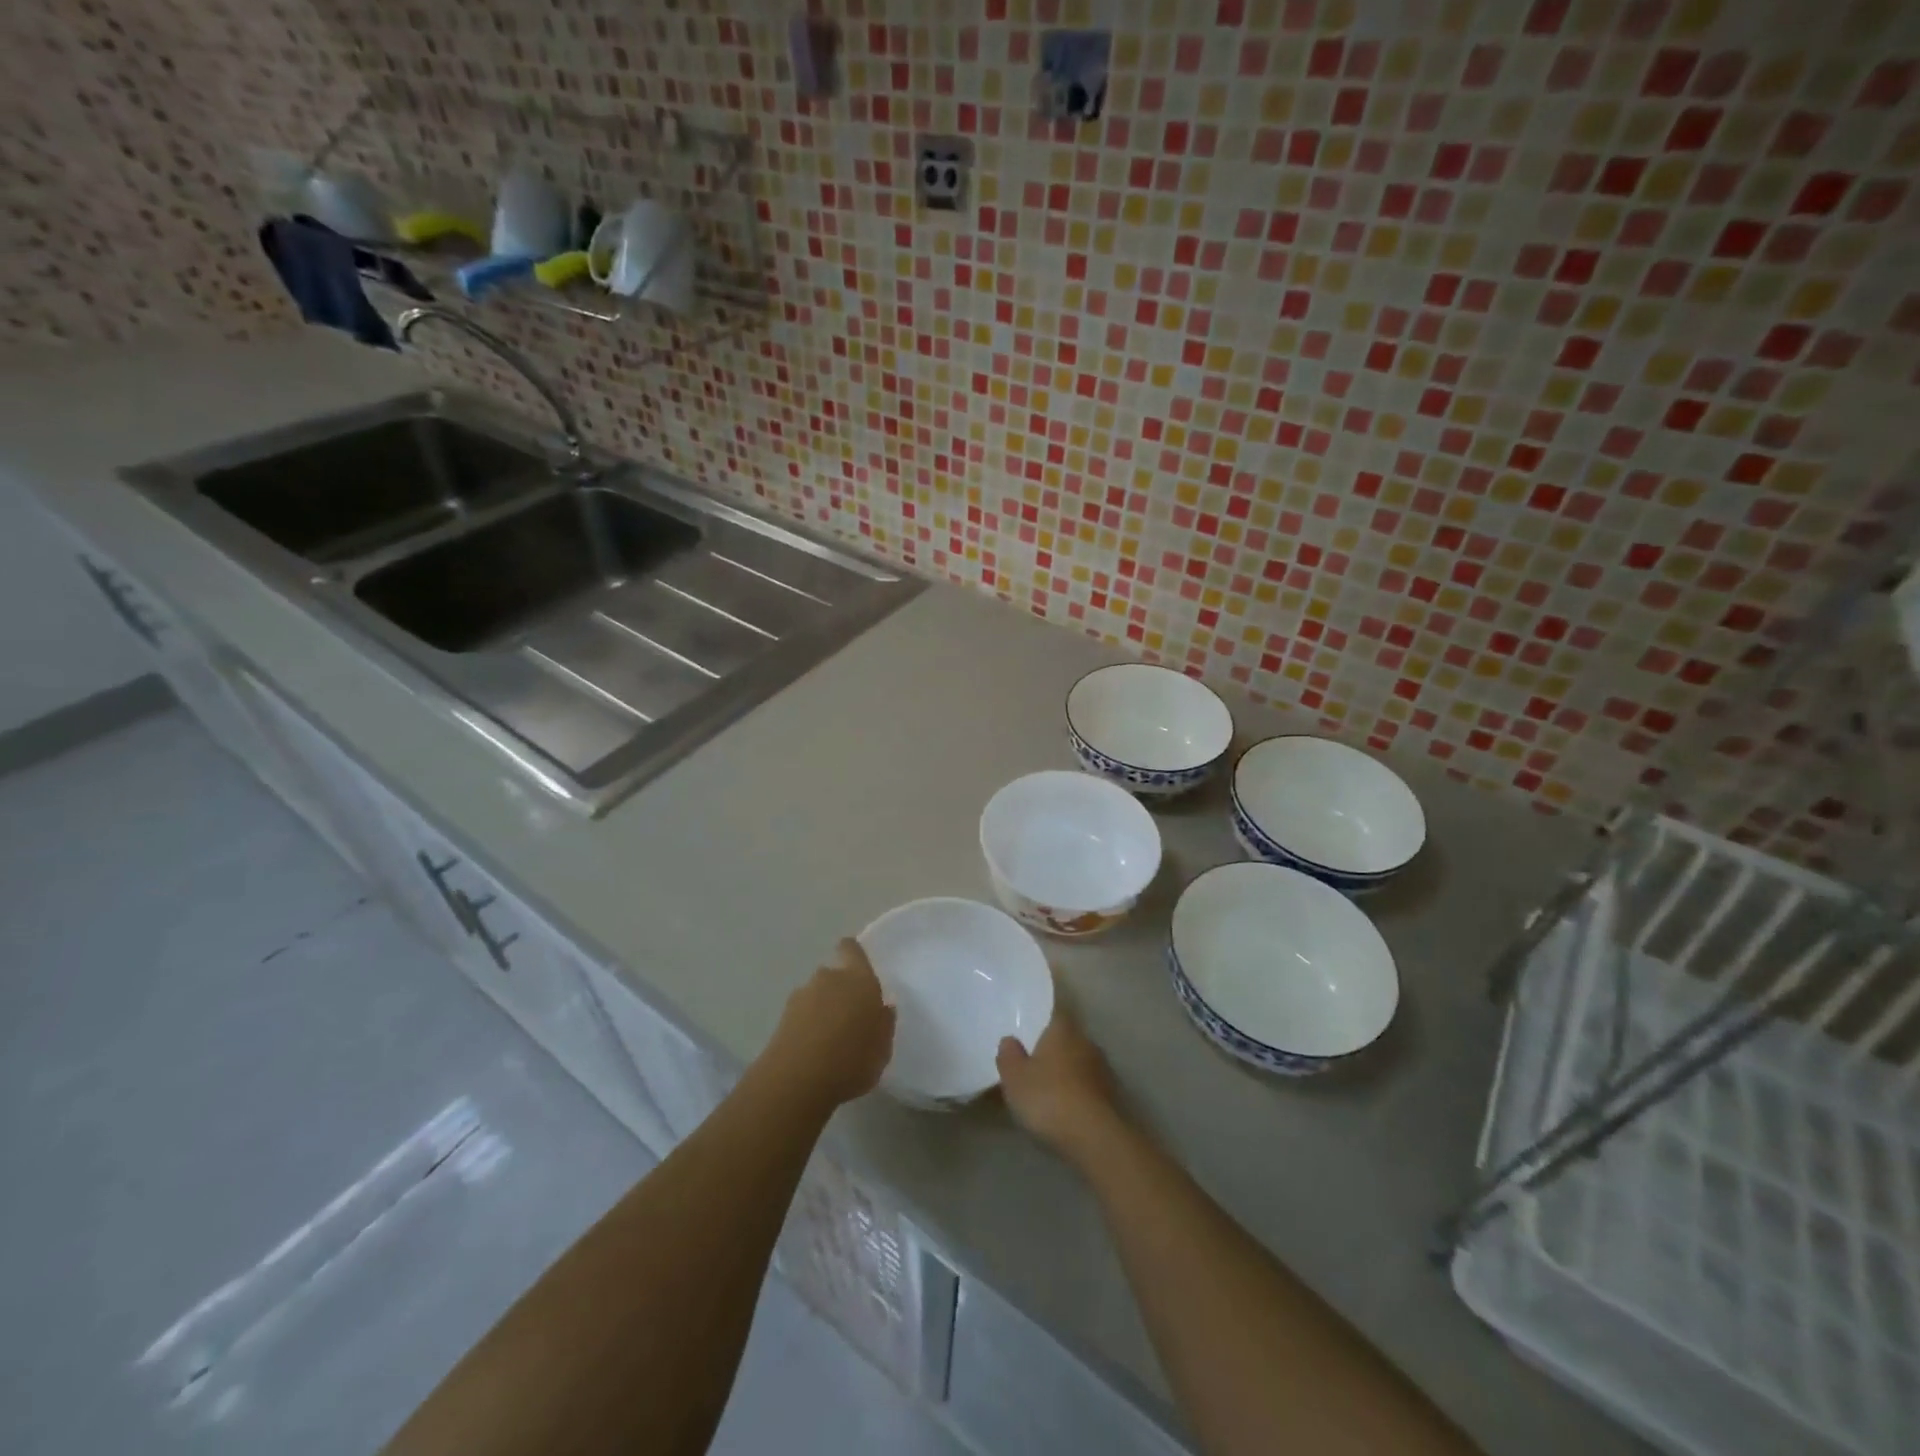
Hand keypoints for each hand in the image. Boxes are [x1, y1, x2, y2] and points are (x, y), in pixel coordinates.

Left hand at [762, 938, 895, 1107]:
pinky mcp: (781, 1018)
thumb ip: (884, 1023)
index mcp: (858, 979)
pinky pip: (801, 1015)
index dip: (853, 954)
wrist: (797, 1082)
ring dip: (822, 1009)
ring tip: (830, 1040)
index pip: (851, 949)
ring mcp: (801, 997)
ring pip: (816, 995)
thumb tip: (883, 1008)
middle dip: (840, 990)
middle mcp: (828, 979)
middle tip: (850, 1018)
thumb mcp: (883, 1047)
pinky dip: (807, 1026)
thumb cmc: (852, 1060)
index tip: (859, 970)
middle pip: (833, 975)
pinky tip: (814, 1052)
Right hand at [997, 1004, 1124, 1161]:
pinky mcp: (1112, 1097)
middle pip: (1067, 1039)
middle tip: (1033, 1063)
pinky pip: (1088, 1088)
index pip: (1054, 1014)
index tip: (1030, 1031)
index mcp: (1062, 1029)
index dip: (1042, 1021)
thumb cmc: (1048, 1098)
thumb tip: (1010, 1040)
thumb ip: (1009, 1056)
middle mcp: (1086, 1042)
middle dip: (1053, 1050)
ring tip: (1048, 1091)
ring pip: (1079, 1064)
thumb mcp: (1014, 1078)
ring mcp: (1103, 1070)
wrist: (1095, 1137)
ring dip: (1067, 1074)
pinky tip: (1065, 1110)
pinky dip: (1077, 1094)